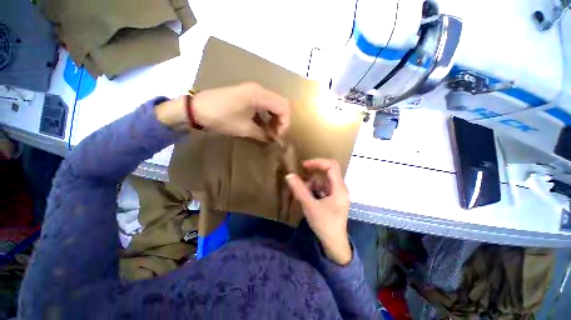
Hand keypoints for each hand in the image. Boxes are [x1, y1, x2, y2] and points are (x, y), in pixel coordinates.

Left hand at [193, 82, 289, 139]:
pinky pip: (265, 104)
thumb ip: (263, 134)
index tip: (278, 137)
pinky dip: (268, 115)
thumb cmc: (221, 118)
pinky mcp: (248, 94)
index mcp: (260, 95)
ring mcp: (254, 91)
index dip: (285, 123)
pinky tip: (263, 125)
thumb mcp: (244, 129)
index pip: (284, 107)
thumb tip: (274, 140)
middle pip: (281, 104)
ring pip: (274, 104)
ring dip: (275, 118)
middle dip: (281, 121)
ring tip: (270, 132)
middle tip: (275, 135)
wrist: (197, 109)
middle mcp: (260, 89)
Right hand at [286, 159, 351, 264]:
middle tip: (301, 173)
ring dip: (312, 180)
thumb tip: (289, 175)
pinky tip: (306, 193)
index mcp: (339, 188)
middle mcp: (340, 188)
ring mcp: (337, 193)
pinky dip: (314, 187)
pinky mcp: (333, 198)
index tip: (304, 166)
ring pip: (325, 179)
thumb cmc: (324, 225)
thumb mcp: (310, 206)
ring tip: (301, 186)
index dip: (317, 162)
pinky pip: (323, 186)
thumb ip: (299, 190)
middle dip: (313, 171)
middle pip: (328, 171)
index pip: (331, 166)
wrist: (334, 243)